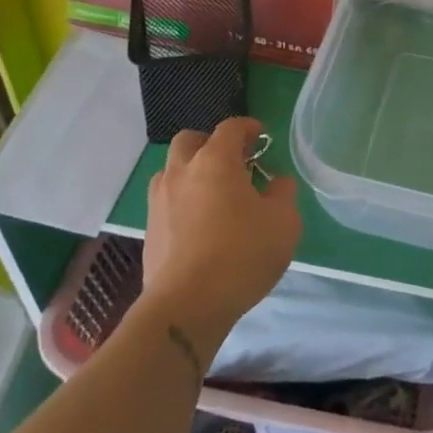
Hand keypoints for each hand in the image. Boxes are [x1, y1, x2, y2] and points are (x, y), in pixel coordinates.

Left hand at [140, 117, 300, 367]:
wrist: (187, 305)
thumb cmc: (242, 254)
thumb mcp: (283, 222)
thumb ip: (283, 194)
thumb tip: (278, 182)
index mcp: (215, 161)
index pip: (229, 128)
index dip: (247, 127)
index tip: (260, 136)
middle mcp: (182, 172)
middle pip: (189, 140)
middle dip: (210, 144)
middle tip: (231, 162)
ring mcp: (159, 201)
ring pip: (171, 171)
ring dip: (191, 172)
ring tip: (212, 194)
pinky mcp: (149, 231)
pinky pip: (166, 202)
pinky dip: (181, 202)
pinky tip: (199, 225)